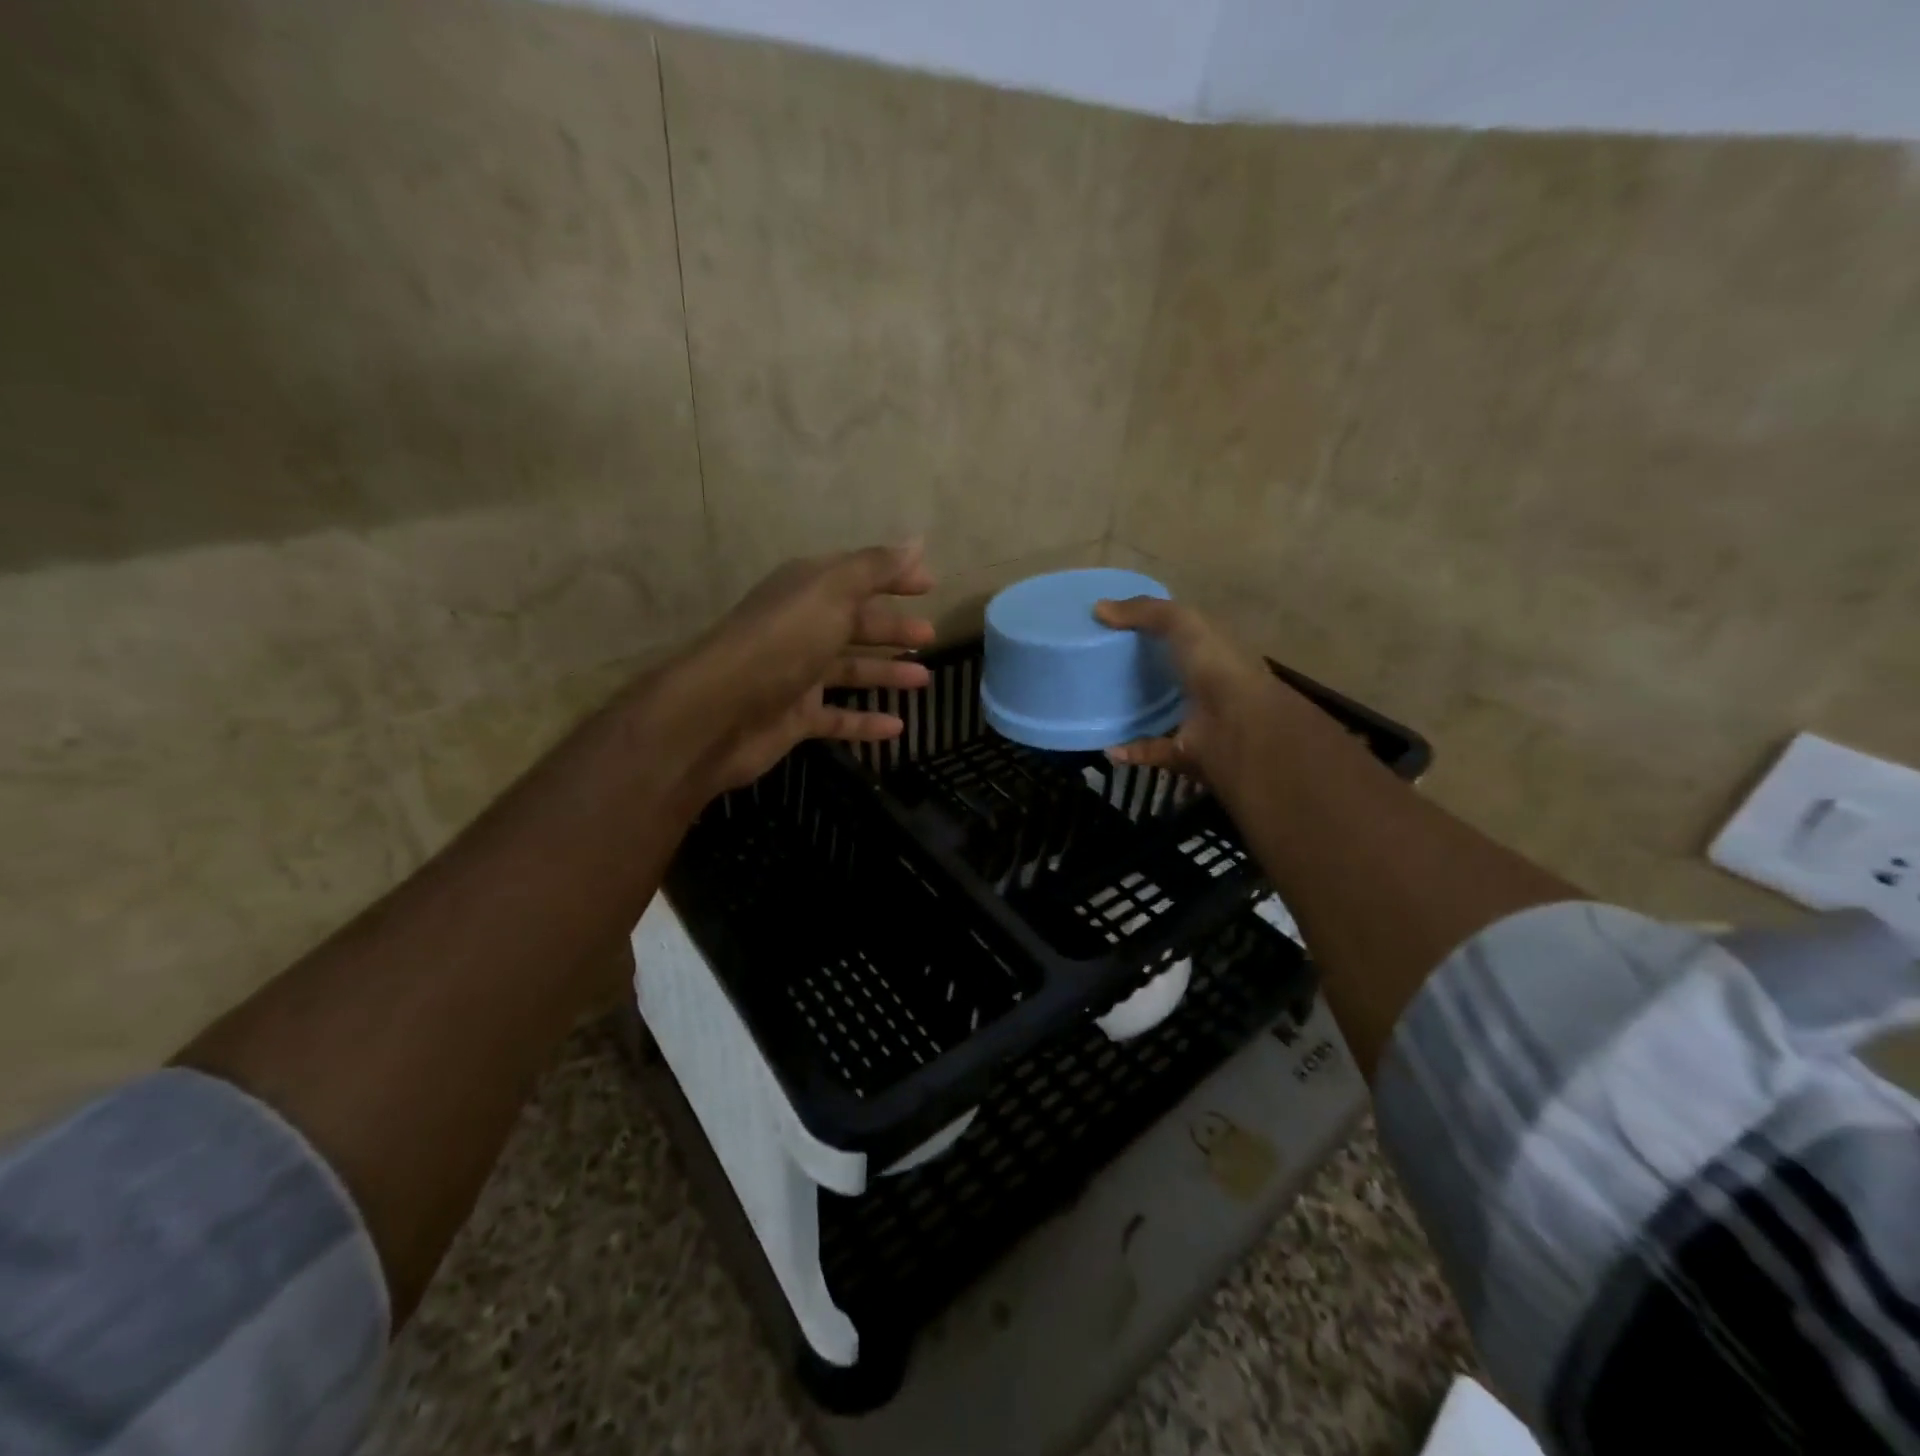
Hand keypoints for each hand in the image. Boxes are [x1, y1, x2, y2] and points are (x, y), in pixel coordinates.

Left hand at [677, 544, 936, 793]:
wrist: (720, 711)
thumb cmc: (782, 641)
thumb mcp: (832, 592)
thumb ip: (875, 568)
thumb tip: (916, 541)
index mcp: (806, 590)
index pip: (858, 575)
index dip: (894, 576)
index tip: (931, 584)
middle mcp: (801, 628)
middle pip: (854, 624)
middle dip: (892, 628)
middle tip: (929, 636)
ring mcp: (796, 675)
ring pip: (849, 670)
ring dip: (886, 672)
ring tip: (924, 680)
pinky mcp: (794, 718)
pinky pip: (838, 717)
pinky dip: (866, 722)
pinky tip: (897, 726)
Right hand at [1093, 596, 1297, 792]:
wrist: (1239, 726)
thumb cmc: (1216, 665)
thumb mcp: (1182, 622)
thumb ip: (1145, 611)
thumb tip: (1097, 608)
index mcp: (1209, 650)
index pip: (1179, 635)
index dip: (1150, 628)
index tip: (1111, 628)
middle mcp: (1204, 684)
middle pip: (1167, 676)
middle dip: (1136, 672)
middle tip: (1095, 667)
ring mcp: (1195, 720)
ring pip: (1158, 714)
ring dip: (1131, 713)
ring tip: (1094, 706)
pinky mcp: (1182, 752)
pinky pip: (1150, 750)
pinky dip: (1128, 750)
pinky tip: (1105, 746)